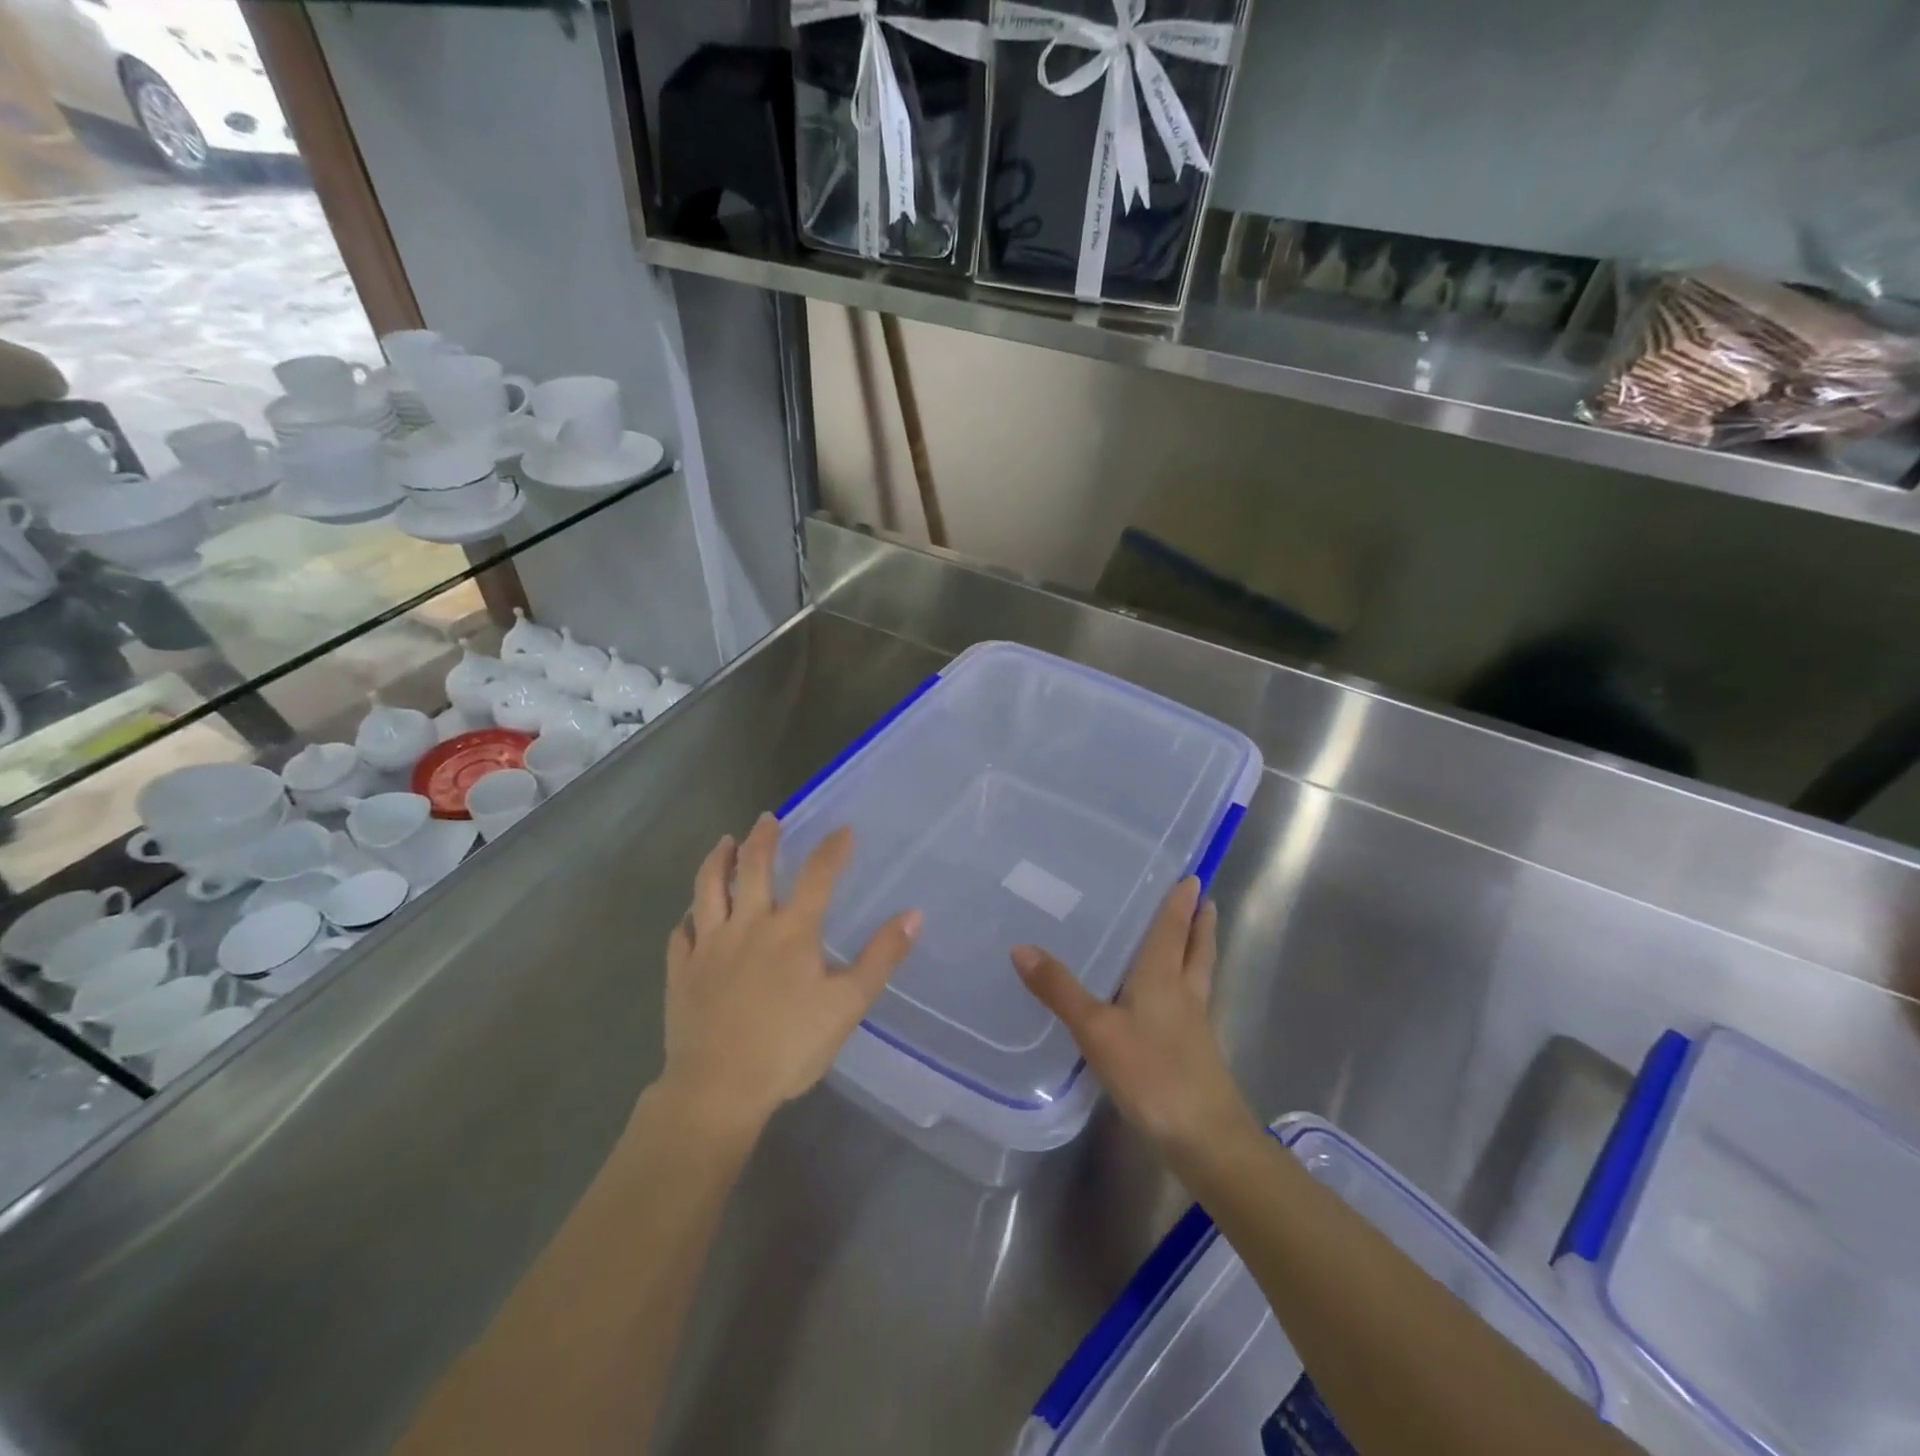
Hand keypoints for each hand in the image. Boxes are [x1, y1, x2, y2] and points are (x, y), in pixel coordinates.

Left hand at [659, 814, 920, 1137]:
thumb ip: (881, 957)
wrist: (717, 1089)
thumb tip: (913, 915)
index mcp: (791, 931)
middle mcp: (747, 926)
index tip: (843, 829)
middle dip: (762, 839)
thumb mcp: (848, 1005)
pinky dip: (688, 918)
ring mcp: (708, 946)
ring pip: (708, 889)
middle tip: (767, 818)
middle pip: (753, 868)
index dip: (832, 849)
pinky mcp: (681, 972)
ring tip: (724, 843)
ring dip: (718, 862)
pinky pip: (680, 934)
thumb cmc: (789, 1047)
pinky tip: (691, 916)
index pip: (817, 876)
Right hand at [1012, 877, 1258, 1158]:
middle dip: (1199, 922)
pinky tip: (1177, 998)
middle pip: (1197, 948)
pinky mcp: (1197, 1052)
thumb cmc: (1152, 1073)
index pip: (1173, 928)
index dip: (1180, 902)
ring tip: (1196, 936)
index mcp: (1164, 977)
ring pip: (1201, 974)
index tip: (1191, 876)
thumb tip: (1021, 946)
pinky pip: (1195, 1001)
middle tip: (1203, 899)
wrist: (1205, 1137)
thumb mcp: (1096, 1029)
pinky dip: (1189, 983)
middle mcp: (1185, 992)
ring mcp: (1195, 1024)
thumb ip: (1060, 989)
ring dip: (1199, 949)